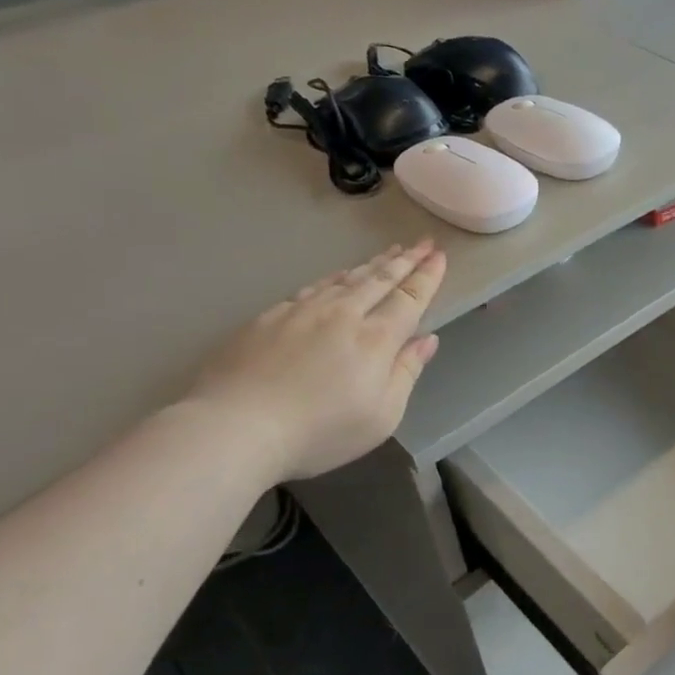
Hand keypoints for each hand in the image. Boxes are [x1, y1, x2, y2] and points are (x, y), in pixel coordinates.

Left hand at [186, 241, 446, 482]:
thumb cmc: (320, 432)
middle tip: (422, 242)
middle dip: (405, 260)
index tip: (439, 256)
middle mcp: (343, 315)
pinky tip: (337, 275)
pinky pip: (313, 287)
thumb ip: (407, 373)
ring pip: (346, 279)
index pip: (409, 299)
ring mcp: (303, 312)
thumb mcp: (382, 416)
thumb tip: (428, 340)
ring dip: (373, 264)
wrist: (235, 427)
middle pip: (380, 280)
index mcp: (376, 339)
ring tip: (390, 252)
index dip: (426, 277)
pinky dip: (334, 277)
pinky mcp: (270, 318)